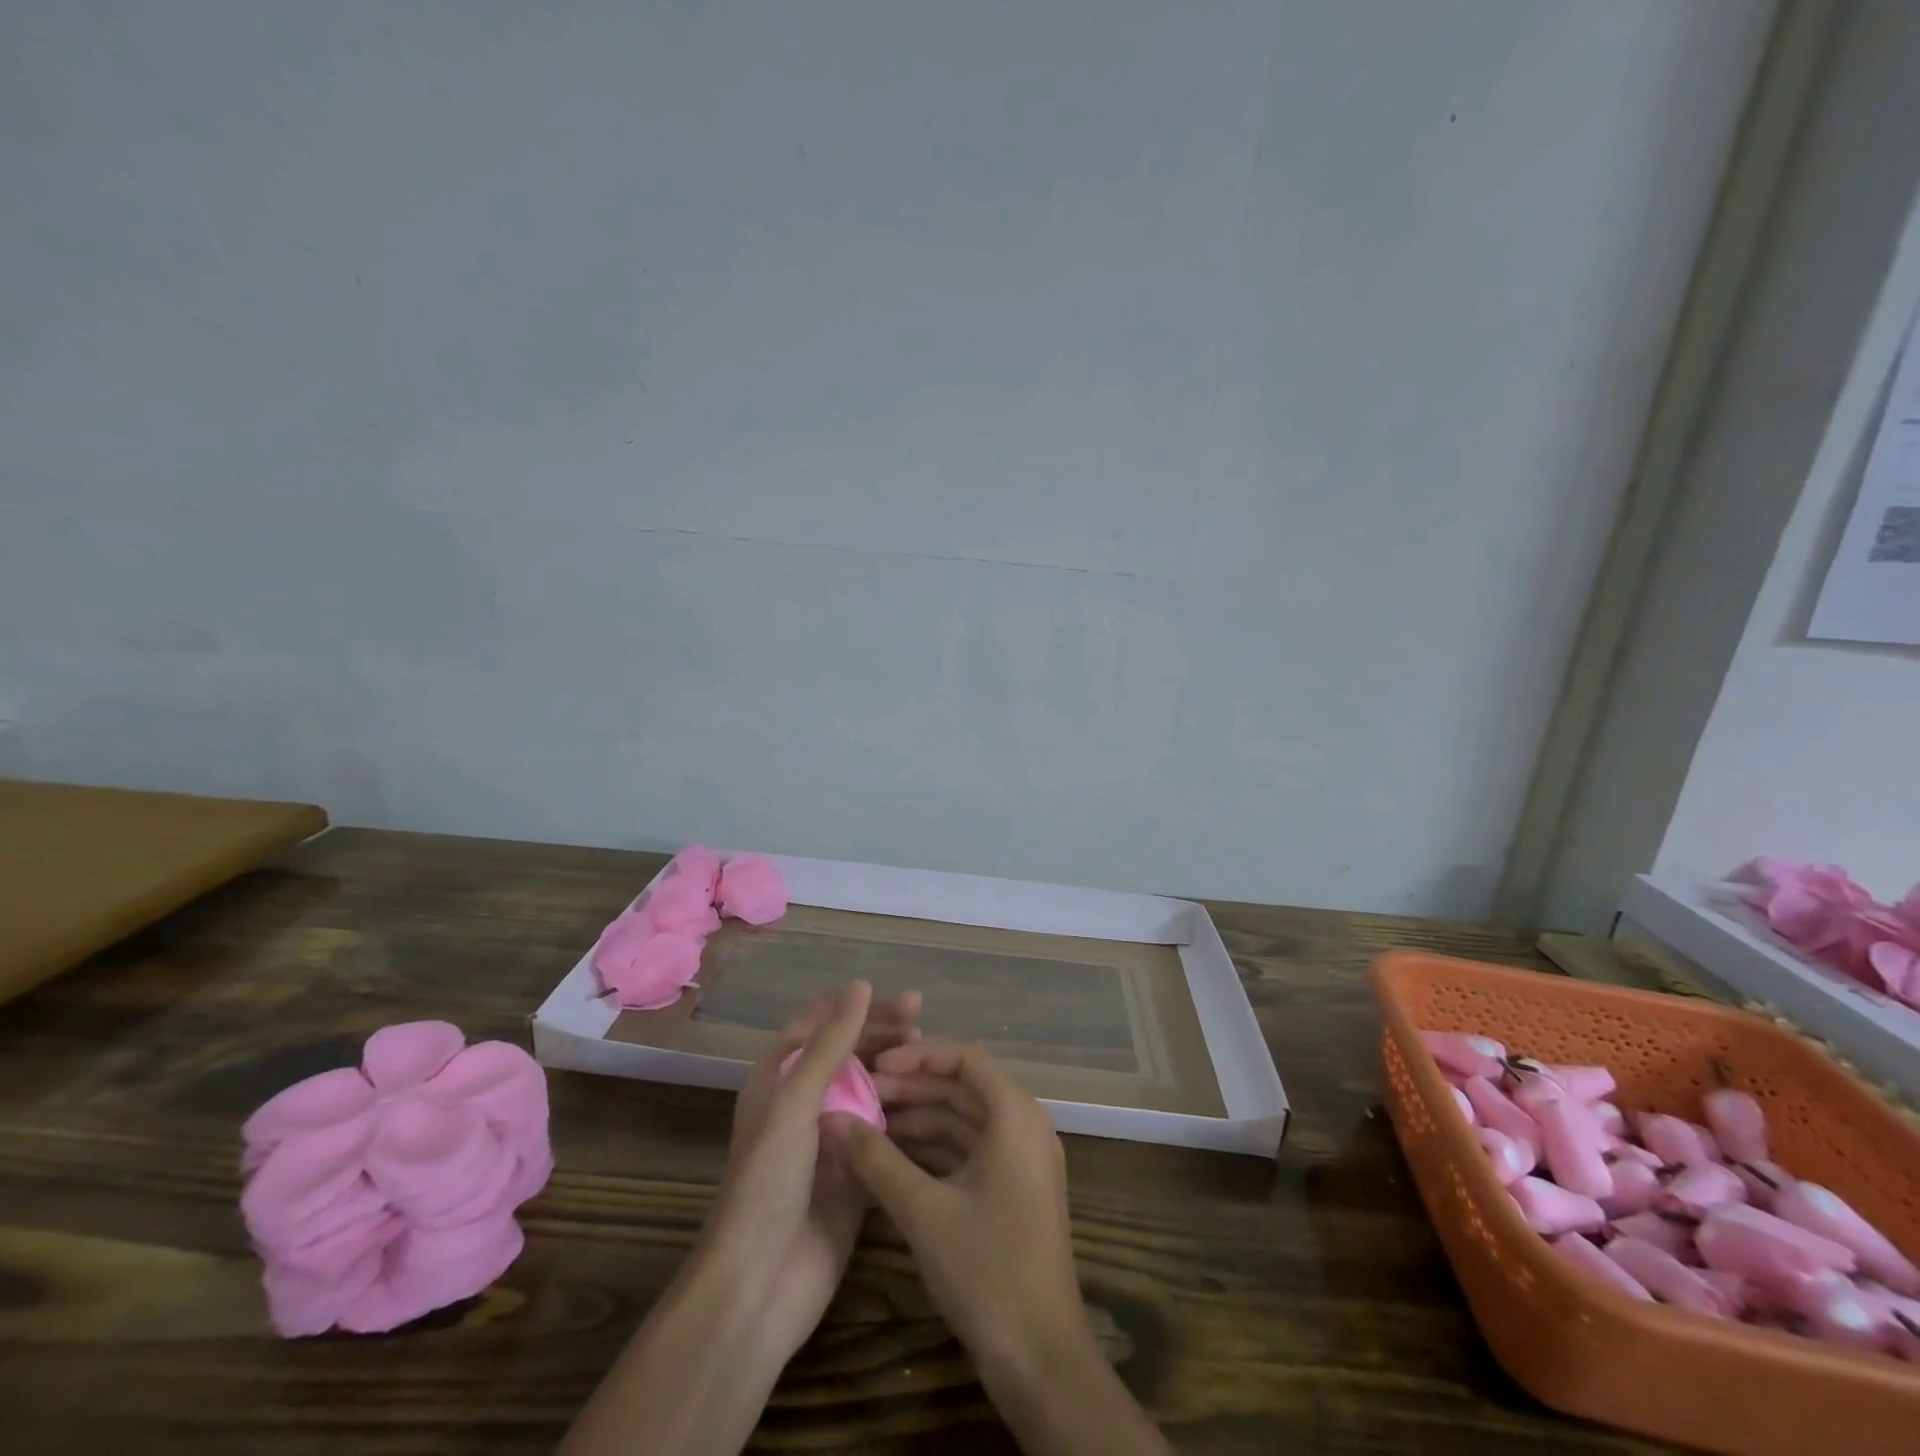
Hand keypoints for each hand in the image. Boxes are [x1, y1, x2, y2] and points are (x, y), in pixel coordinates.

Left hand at [563, 982, 919, 1455]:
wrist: (760, 1284)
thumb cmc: (768, 1181)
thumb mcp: (796, 1102)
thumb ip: (831, 1044)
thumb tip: (860, 985)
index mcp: (780, 1078)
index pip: (821, 1024)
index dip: (857, 1007)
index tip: (899, 1001)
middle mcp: (805, 1101)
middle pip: (849, 1053)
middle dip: (883, 1033)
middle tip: (923, 1020)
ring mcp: (832, 1137)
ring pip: (870, 1088)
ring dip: (897, 1070)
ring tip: (933, 1057)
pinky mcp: (855, 1172)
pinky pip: (882, 1130)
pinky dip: (904, 1112)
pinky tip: (933, 1103)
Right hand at [825, 1039, 1084, 1374]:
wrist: (1041, 1359)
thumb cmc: (987, 1269)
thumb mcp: (923, 1211)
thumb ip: (876, 1160)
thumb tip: (832, 1119)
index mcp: (1015, 1115)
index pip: (964, 1059)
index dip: (917, 1056)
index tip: (873, 1066)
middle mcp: (1023, 1125)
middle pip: (962, 1088)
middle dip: (910, 1090)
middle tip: (858, 1097)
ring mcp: (1020, 1159)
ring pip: (962, 1121)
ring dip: (917, 1121)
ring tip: (864, 1126)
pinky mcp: (1012, 1189)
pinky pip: (968, 1151)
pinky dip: (931, 1151)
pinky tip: (888, 1160)